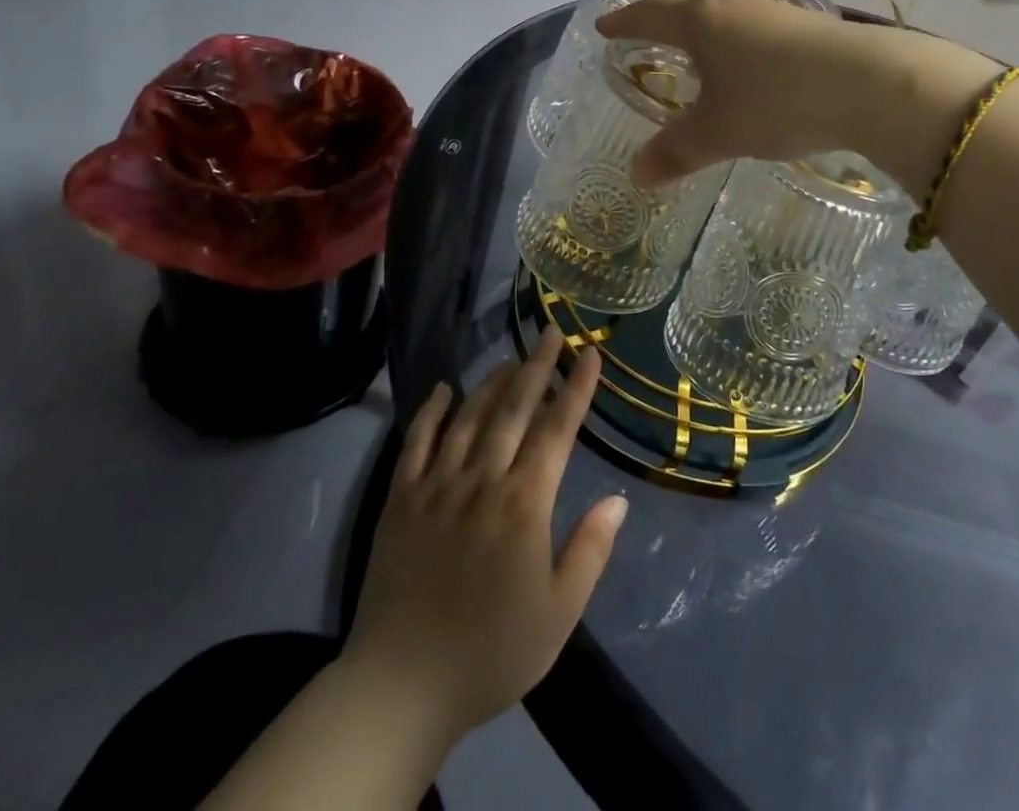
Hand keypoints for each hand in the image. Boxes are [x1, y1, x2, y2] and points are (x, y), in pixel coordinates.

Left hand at [342, 330, 626, 744]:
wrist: (402, 686)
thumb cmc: (491, 651)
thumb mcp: (559, 612)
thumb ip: (591, 550)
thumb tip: (618, 499)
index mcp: (524, 502)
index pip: (557, 429)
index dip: (576, 388)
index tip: (589, 354)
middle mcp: (482, 480)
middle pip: (514, 408)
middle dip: (536, 366)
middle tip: (550, 332)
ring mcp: (437, 485)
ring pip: (469, 416)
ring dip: (492, 382)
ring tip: (511, 359)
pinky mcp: (400, 498)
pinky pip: (417, 441)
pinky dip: (431, 410)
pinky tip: (443, 389)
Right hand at [596, 0, 998, 189]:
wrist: (868, 83)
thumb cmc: (775, 100)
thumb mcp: (719, 132)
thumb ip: (676, 151)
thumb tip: (636, 175)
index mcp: (701, 21)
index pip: (650, 14)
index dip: (624, 22)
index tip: (604, 27)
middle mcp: (734, 5)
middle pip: (688, 8)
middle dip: (665, 25)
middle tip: (648, 39)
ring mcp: (774, 11)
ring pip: (726, 18)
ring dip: (707, 35)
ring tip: (699, 56)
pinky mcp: (808, 26)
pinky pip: (757, 32)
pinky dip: (740, 48)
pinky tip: (752, 70)